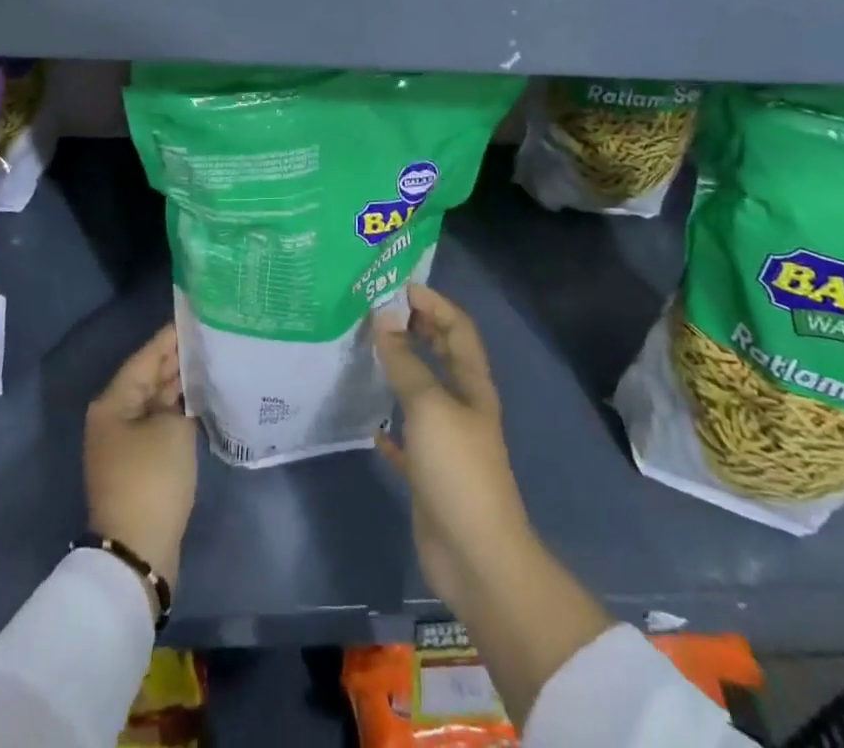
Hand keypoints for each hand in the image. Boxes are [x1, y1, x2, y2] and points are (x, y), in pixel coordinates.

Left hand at [84, 323, 197, 597]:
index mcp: (113, 402)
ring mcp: (125, 442)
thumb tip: (184, 387)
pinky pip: (159, 424)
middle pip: (149, 377)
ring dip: (180, 386)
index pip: (146, 357)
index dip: (171, 337)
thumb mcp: (172, 429)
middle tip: (211, 338)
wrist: (137, 552)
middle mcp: (114, 417)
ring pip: (155, 401)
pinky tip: (203, 400)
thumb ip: (181, 397)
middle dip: (178, 360)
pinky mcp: (139, 464)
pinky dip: (178, 411)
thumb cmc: (152, 479)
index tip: (196, 317)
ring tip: (212, 362)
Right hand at [373, 285, 534, 605]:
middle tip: (378, 313)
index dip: (433, 302)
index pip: (457, 327)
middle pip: (442, 354)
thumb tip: (384, 318)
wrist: (476, 556)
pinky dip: (390, 426)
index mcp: (472, 384)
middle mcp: (462, 405)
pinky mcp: (429, 473)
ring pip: (422, 392)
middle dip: (417, 328)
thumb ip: (405, 363)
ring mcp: (447, 440)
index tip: (398, 286)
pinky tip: (369, 423)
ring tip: (367, 352)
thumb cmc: (457, 469)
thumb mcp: (429, 406)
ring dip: (401, 370)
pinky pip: (407, 438)